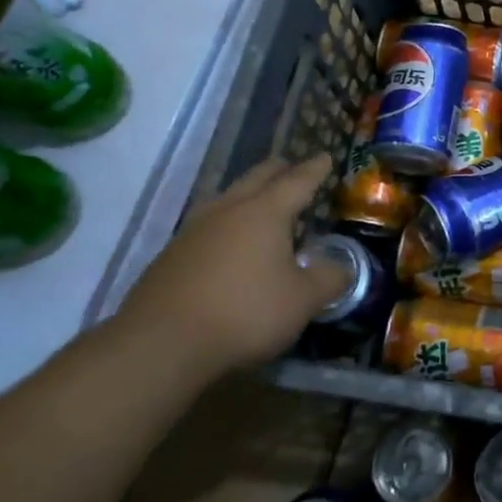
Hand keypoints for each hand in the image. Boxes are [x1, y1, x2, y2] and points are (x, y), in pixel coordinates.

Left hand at [118, 156, 349, 371]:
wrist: (160, 345)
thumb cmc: (244, 313)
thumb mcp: (302, 301)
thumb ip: (328, 280)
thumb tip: (342, 268)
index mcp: (265, 212)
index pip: (297, 182)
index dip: (315, 170)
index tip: (325, 157)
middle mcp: (228, 211)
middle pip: (256, 178)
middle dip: (278, 171)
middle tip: (291, 167)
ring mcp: (193, 231)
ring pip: (226, 198)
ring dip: (246, 194)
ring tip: (257, 200)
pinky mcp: (170, 256)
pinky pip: (207, 226)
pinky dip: (225, 224)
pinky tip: (226, 242)